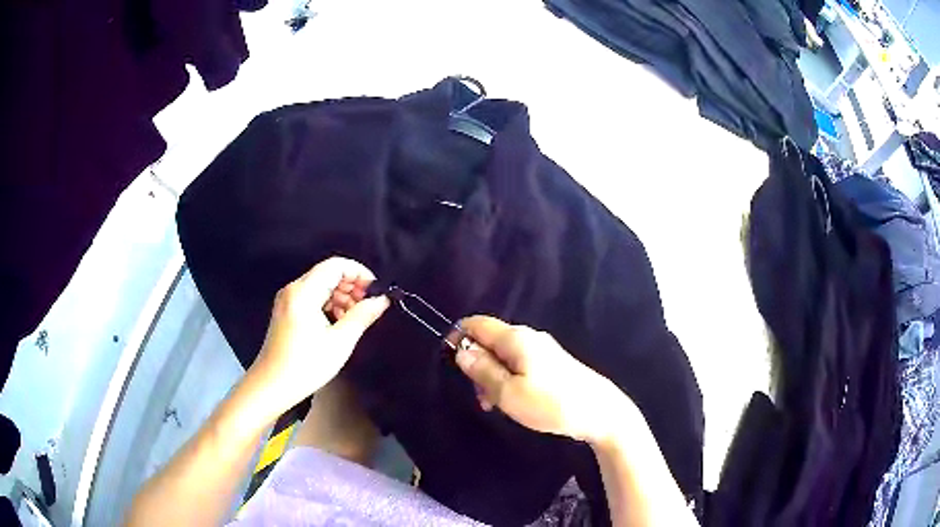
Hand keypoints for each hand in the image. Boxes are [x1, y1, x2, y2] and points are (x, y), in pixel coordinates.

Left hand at [252, 257, 389, 410]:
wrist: (271, 386)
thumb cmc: (306, 366)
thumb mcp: (340, 342)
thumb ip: (362, 316)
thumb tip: (383, 299)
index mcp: (304, 292)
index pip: (336, 265)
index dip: (359, 273)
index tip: (375, 292)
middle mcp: (293, 289)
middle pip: (328, 273)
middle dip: (351, 286)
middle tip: (367, 307)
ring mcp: (287, 299)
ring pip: (320, 285)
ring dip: (341, 296)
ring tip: (354, 319)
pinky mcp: (285, 311)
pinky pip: (311, 297)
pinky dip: (328, 304)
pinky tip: (337, 323)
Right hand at [452, 316, 632, 443]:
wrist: (600, 413)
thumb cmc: (551, 403)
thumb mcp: (508, 392)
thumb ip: (482, 370)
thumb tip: (461, 349)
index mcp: (516, 338)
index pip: (476, 323)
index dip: (458, 337)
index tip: (452, 365)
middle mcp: (528, 337)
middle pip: (490, 341)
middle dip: (477, 365)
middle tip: (482, 398)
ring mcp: (543, 350)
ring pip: (504, 357)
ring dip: (493, 378)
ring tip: (497, 406)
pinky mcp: (552, 364)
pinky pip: (519, 365)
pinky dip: (509, 380)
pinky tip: (516, 402)